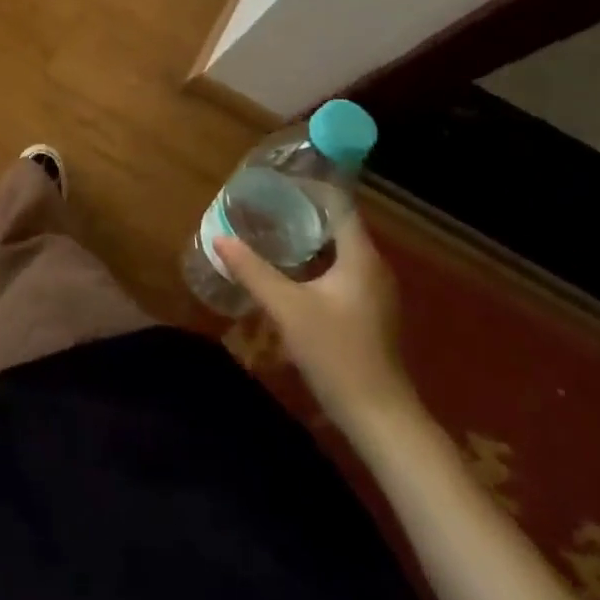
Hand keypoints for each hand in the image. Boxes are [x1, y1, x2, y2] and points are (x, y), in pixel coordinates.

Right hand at [214, 210, 417, 438]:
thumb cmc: (337, 354)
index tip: (276, 180)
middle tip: (264, 203)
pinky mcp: (369, 313)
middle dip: (302, 211)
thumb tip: (219, 236)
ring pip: (338, 250)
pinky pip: (340, 271)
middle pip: (337, 225)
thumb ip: (253, 270)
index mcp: (361, 257)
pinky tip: (288, 270)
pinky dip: (315, 261)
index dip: (309, 188)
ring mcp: (374, 292)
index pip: (338, 204)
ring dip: (307, 238)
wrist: (380, 419)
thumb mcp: (287, 309)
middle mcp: (373, 267)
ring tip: (270, 229)